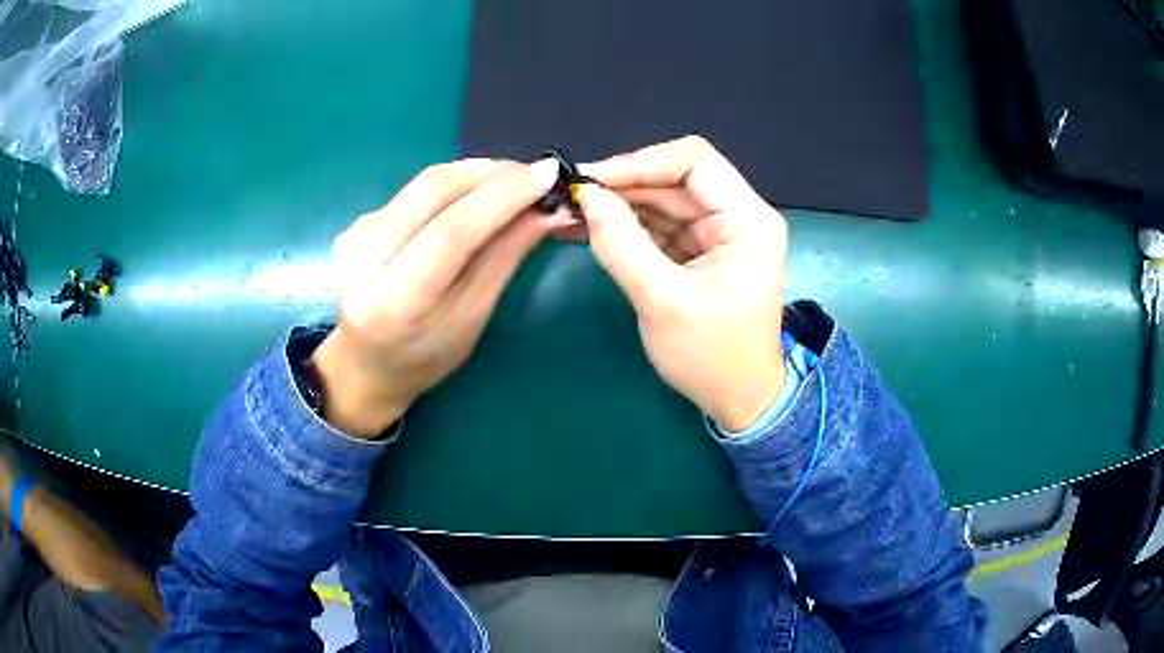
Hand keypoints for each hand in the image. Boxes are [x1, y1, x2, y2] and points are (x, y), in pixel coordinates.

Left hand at [312, 158, 566, 436]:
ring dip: (477, 173)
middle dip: (493, 173)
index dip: (503, 196)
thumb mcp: (472, 317)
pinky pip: (415, 190)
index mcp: (396, 301)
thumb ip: (505, 257)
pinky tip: (477, 195)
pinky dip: (455, 185)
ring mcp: (355, 234)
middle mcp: (365, 258)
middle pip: (434, 190)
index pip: (452, 231)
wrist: (365, 363)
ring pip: (425, 182)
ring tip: (515, 181)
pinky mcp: (357, 221)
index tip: (548, 174)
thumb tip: (547, 209)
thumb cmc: (425, 357)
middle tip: (536, 174)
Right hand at [573, 136, 788, 431]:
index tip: (591, 181)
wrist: (739, 401)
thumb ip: (622, 244)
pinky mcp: (701, 251)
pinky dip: (626, 226)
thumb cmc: (711, 357)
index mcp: (747, 220)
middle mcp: (737, 216)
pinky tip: (589, 228)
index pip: (694, 161)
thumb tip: (586, 196)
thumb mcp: (663, 301)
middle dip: (622, 185)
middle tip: (570, 197)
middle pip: (675, 179)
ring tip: (570, 212)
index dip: (640, 162)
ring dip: (618, 205)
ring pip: (663, 200)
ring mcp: (719, 234)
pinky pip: (660, 226)